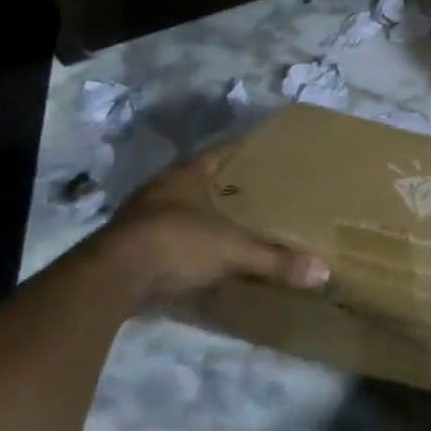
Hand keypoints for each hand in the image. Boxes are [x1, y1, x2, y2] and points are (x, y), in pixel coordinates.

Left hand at [98, 147, 330, 303]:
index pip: (220, 153)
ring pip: (175, 208)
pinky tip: (194, 254)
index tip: (264, 151)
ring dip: (196, 214)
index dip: (242, 150)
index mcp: (187, 176)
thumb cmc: (176, 244)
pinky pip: (160, 236)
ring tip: (227, 222)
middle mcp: (160, 190)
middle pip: (197, 179)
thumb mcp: (232, 251)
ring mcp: (137, 219)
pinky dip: (178, 242)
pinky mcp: (122, 249)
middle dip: (222, 185)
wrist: (107, 281)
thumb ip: (274, 260)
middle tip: (252, 189)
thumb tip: (323, 271)